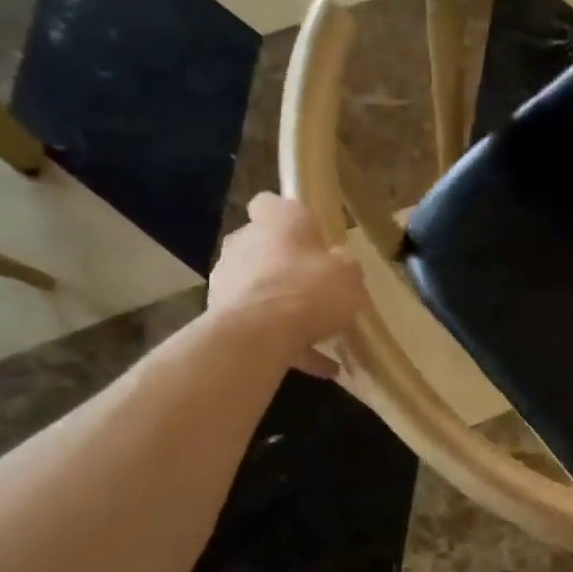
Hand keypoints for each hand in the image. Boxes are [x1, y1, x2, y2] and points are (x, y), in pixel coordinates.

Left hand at [209, 194, 363, 377]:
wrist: (260, 333)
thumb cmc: (310, 288)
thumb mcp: (350, 275)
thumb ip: (345, 268)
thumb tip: (340, 268)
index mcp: (277, 221)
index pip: (271, 203)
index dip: (290, 217)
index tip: (310, 235)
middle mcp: (245, 242)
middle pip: (264, 247)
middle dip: (286, 265)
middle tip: (318, 287)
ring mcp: (227, 280)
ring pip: (260, 288)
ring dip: (284, 305)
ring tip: (321, 333)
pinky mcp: (222, 316)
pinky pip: (262, 326)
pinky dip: (289, 344)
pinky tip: (323, 367)